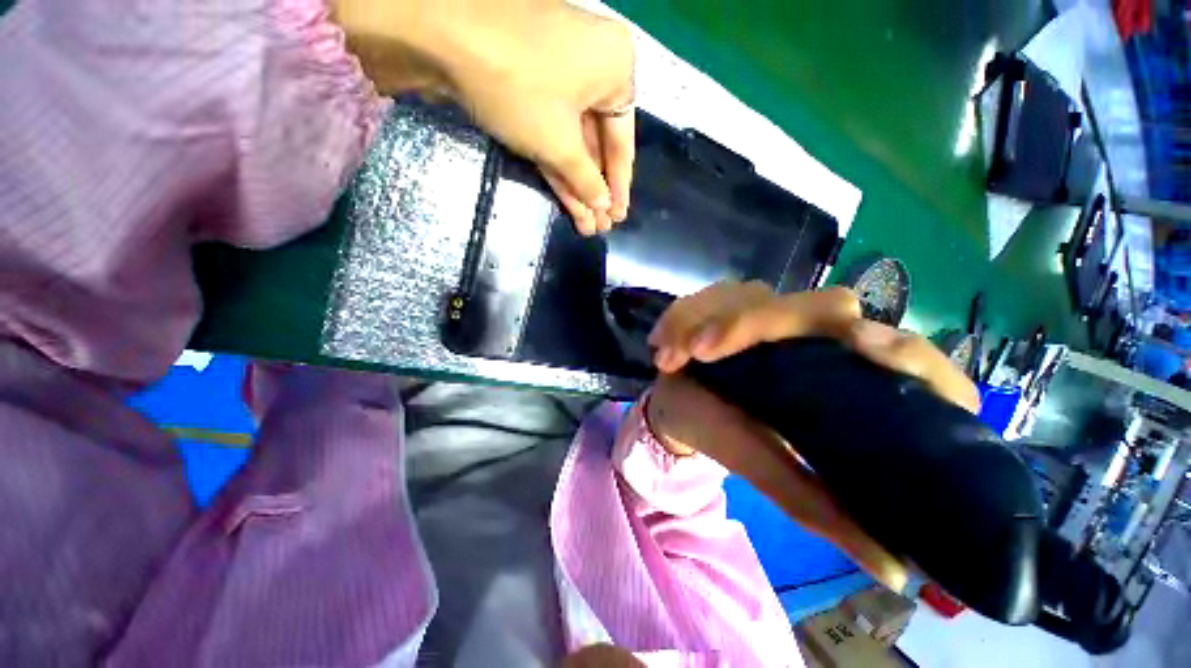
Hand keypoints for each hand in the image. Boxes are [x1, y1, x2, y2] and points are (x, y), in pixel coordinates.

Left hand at [333, 0, 635, 236]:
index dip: (619, 185)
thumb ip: (586, 179)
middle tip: (602, 225)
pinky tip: (569, 204)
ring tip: (587, 225)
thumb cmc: (519, 86)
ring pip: (573, 143)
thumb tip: (604, 206)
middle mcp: (593, 68)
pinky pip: (552, 133)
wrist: (440, 33)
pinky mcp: (530, 88)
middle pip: (596, 144)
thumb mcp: (560, 143)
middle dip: (595, 190)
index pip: (622, 141)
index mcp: (615, 68)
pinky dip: (558, 167)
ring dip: (578, 186)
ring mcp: (559, 77)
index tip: (619, 216)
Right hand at [643, 281, 979, 590]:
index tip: (858, 346)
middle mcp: (818, 334)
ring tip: (668, 357)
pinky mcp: (734, 300)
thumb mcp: (778, 476)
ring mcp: (773, 309)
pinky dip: (680, 317)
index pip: (910, 353)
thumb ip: (827, 511)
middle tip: (704, 351)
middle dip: (759, 322)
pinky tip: (660, 346)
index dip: (902, 348)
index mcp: (848, 377)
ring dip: (704, 320)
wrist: (683, 407)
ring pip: (754, 295)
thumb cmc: (733, 440)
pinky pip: (710, 295)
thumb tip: (896, 573)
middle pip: (825, 305)